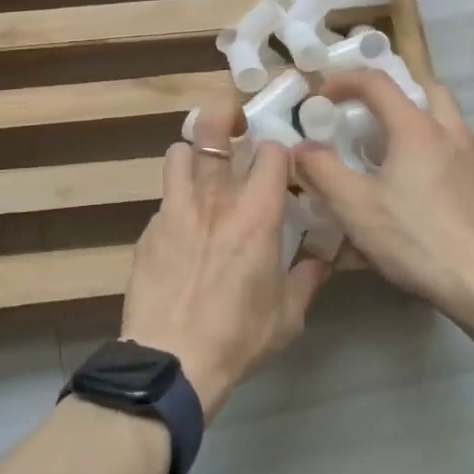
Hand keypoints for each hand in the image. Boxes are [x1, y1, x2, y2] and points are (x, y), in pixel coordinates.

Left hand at [120, 102, 331, 418]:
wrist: (171, 360)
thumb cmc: (238, 338)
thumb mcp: (288, 316)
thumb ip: (307, 278)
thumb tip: (322, 257)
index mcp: (256, 215)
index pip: (271, 152)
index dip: (280, 149)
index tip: (283, 161)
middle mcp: (215, 199)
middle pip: (214, 129)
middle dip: (225, 114)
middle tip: (235, 124)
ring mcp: (176, 209)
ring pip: (179, 151)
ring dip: (194, 153)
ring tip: (204, 170)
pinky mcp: (150, 228)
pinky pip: (165, 196)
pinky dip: (178, 199)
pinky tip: (185, 228)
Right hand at [294, 70, 473, 317]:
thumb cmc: (415, 238)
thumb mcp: (354, 206)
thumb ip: (321, 170)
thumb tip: (301, 148)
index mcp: (416, 128)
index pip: (376, 82)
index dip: (343, 81)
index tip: (321, 97)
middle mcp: (450, 132)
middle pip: (423, 89)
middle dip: (391, 93)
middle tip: (366, 114)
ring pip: (444, 119)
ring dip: (414, 121)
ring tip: (387, 152)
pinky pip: (455, 150)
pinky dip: (431, 150)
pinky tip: (416, 187)